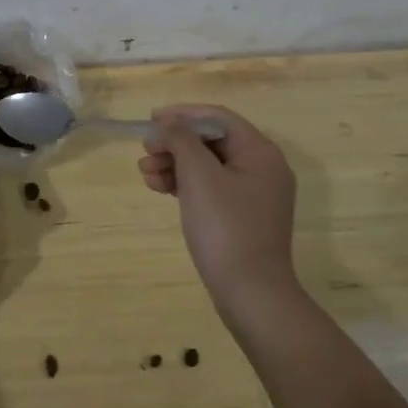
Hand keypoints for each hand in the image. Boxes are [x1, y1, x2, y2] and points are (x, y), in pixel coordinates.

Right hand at [139, 104, 299, 326]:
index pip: (218, 118)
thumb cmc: (225, 227)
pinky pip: (210, 187)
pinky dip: (184, 184)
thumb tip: (166, 125)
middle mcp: (262, 168)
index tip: (150, 121)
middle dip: (174, 143)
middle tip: (145, 152)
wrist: (250, 293)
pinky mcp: (241, 216)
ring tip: (145, 174)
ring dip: (174, 164)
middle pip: (211, 141)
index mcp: (260, 152)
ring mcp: (253, 194)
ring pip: (207, 165)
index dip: (182, 114)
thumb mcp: (199, 176)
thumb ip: (180, 140)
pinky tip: (160, 189)